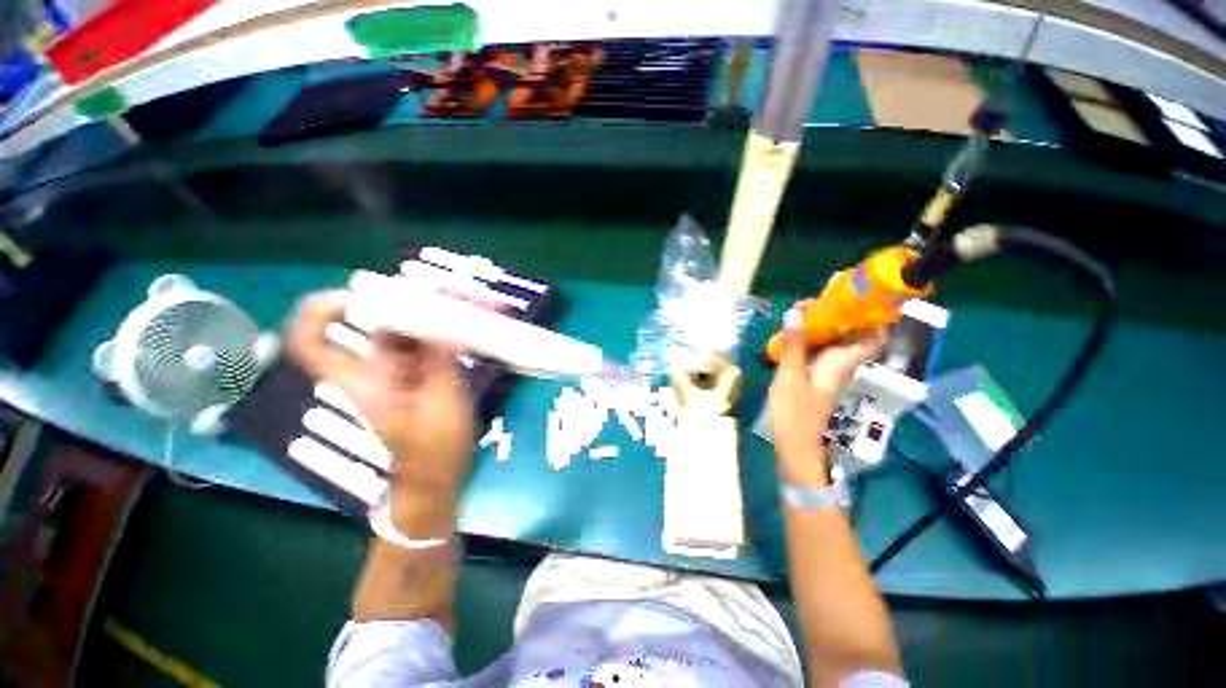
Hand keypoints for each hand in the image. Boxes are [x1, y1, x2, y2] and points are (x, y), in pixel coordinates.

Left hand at [285, 291, 473, 508]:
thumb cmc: (433, 449)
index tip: (355, 294)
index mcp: (364, 381)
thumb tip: (446, 324)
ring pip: (406, 330)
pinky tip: (467, 323)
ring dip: (432, 313)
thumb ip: (440, 362)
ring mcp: (399, 371)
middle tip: (441, 293)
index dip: (320, 312)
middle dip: (406, 301)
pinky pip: (428, 342)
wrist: (438, 475)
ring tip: (463, 303)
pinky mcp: (421, 374)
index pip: (312, 343)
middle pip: (375, 323)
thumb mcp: (440, 405)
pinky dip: (446, 330)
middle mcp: (375, 370)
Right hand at [767, 307, 886, 485]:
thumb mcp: (790, 376)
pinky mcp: (817, 378)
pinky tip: (793, 335)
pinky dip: (812, 339)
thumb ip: (794, 345)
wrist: (795, 447)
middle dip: (837, 314)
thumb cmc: (794, 413)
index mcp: (841, 362)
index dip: (870, 315)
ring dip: (822, 325)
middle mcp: (841, 365)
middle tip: (809, 302)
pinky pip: (821, 351)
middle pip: (851, 334)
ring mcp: (829, 372)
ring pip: (835, 342)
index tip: (853, 296)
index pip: (872, 335)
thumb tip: (796, 312)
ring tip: (798, 312)